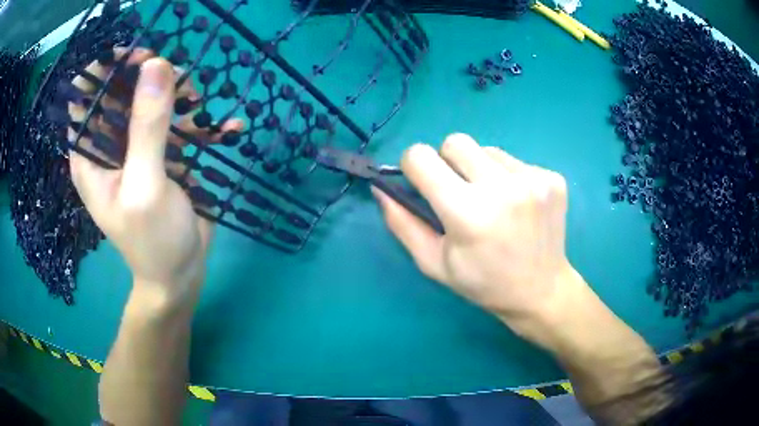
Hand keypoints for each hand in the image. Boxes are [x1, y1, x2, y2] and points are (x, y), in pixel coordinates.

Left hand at [68, 50, 241, 302]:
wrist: (181, 275)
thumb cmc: (153, 242)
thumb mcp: (146, 186)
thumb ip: (147, 127)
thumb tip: (156, 64)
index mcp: (90, 154)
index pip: (85, 95)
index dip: (106, 69)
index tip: (138, 58)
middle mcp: (109, 144)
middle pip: (122, 89)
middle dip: (150, 77)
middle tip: (179, 80)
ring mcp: (137, 146)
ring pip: (152, 99)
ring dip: (178, 95)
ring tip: (201, 109)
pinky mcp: (162, 152)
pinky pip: (178, 122)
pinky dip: (201, 120)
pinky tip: (226, 128)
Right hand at [374, 134, 580, 336]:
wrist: (541, 291)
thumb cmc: (483, 282)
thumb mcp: (434, 262)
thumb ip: (402, 223)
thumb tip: (380, 187)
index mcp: (467, 212)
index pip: (421, 157)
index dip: (413, 166)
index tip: (421, 182)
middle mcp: (503, 188)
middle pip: (454, 142)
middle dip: (446, 161)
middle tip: (459, 192)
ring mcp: (533, 180)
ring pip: (487, 149)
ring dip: (480, 169)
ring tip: (493, 202)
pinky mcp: (552, 178)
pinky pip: (514, 161)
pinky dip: (507, 177)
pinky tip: (517, 205)